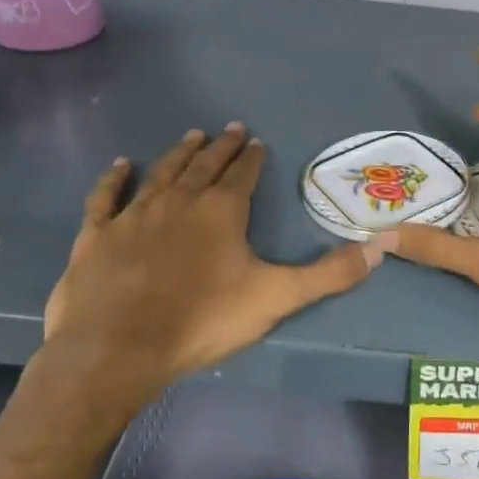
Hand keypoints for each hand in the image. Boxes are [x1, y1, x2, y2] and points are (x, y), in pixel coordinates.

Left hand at [43, 124, 377, 415]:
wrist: (117, 349)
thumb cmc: (201, 320)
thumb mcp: (276, 298)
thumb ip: (329, 274)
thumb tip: (380, 247)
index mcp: (222, 210)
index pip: (243, 174)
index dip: (252, 157)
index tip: (257, 142)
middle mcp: (180, 200)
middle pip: (204, 165)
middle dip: (221, 146)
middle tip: (230, 128)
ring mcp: (135, 214)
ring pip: (162, 172)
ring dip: (179, 153)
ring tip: (192, 136)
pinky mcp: (97, 233)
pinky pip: (107, 196)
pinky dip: (115, 178)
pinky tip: (122, 164)